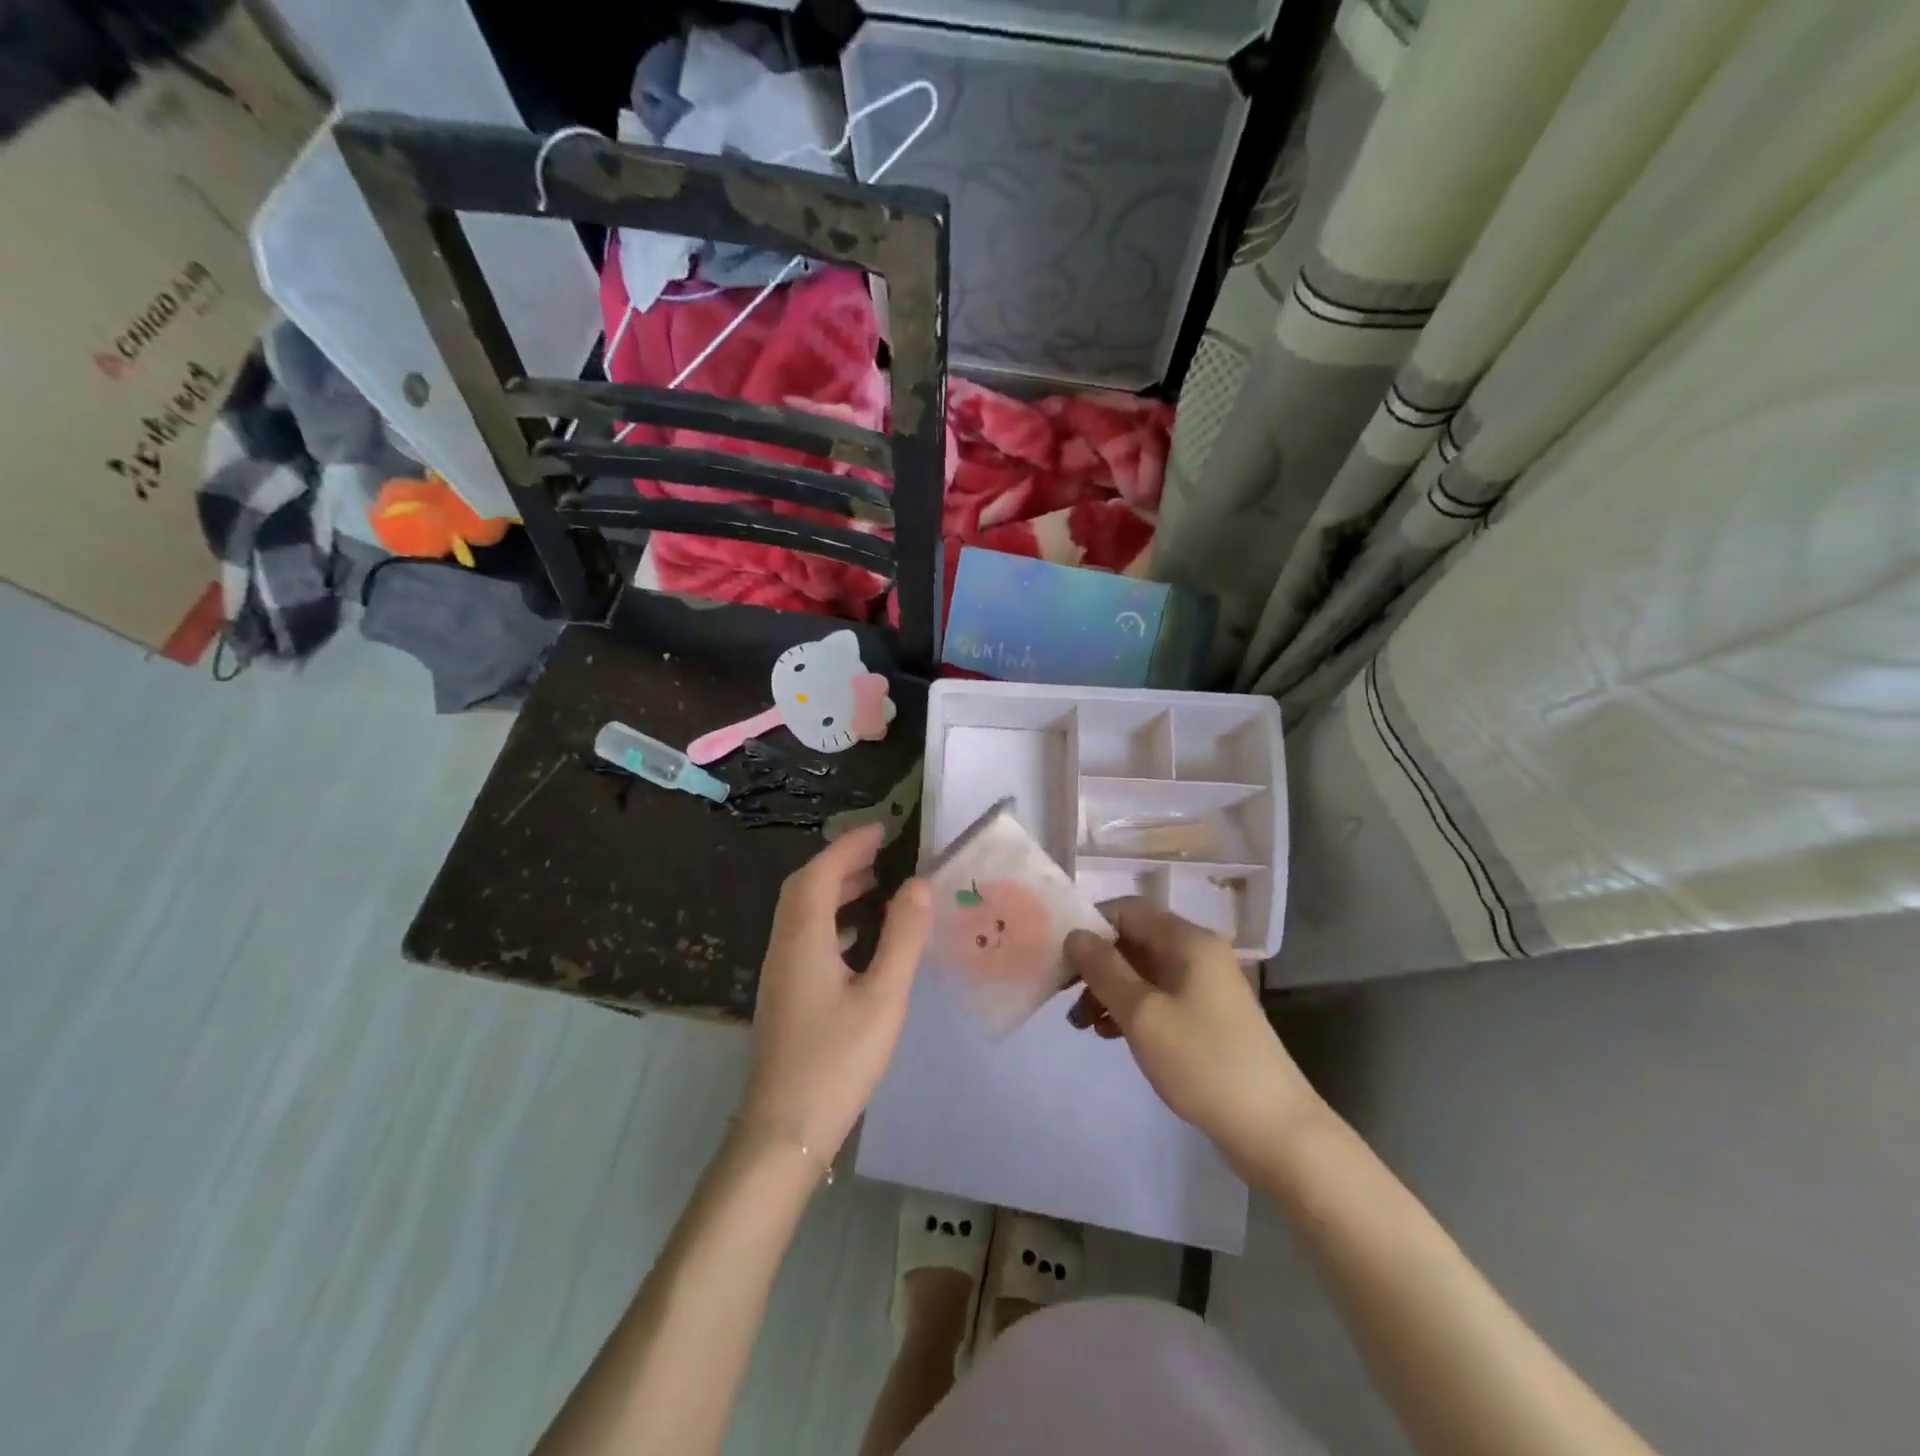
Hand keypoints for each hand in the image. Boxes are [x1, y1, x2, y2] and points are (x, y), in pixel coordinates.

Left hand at [739, 824, 931, 1165]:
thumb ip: (903, 938)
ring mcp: (780, 973)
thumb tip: (918, 884)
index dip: (848, 846)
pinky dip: (830, 920)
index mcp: (803, 940)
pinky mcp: (784, 996)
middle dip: (839, 862)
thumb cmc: (837, 1061)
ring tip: (873, 885)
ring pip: (801, 913)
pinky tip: (856, 939)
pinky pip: (805, 937)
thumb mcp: (883, 997)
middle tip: (878, 852)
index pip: (820, 873)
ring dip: (833, 890)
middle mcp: (784, 947)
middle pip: (803, 888)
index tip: (881, 830)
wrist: (784, 1130)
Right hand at [1065, 898, 1322, 1172]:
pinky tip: (1108, 1035)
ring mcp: (1204, 986)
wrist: (1272, 1128)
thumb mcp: (1142, 1013)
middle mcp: (1197, 953)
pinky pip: (1158, 997)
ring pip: (1142, 972)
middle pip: (1134, 940)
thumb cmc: (1202, 1061)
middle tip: (1061, 992)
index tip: (1060, 954)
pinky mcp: (1206, 1016)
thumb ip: (1104, 969)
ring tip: (1080, 1024)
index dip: (1091, 924)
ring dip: (1108, 990)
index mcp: (1187, 940)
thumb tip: (1076, 934)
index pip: (1129, 909)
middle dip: (1095, 963)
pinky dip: (1130, 1008)